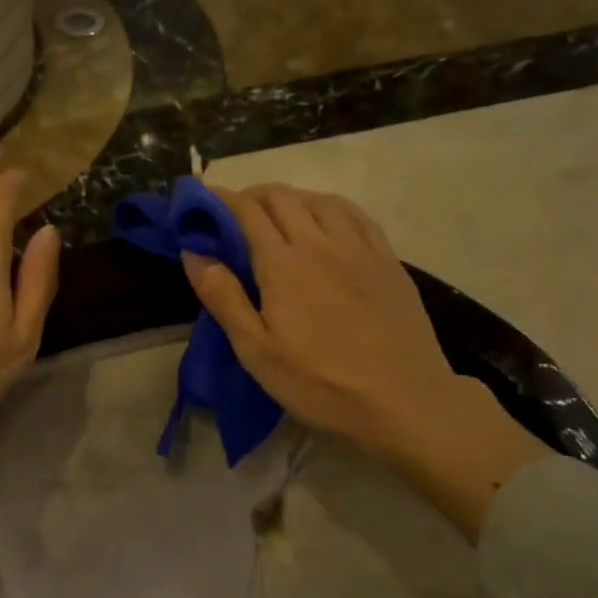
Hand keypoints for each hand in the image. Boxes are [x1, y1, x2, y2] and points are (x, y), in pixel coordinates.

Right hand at [183, 184, 545, 540]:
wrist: (404, 401)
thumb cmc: (319, 382)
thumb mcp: (256, 351)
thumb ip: (223, 297)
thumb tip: (194, 252)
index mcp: (283, 264)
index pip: (246, 211)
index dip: (220, 200)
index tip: (200, 204)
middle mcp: (320, 242)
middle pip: (282, 197)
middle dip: (251, 197)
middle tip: (233, 218)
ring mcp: (359, 248)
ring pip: (319, 199)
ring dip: (291, 199)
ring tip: (277, 218)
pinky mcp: (388, 260)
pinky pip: (354, 215)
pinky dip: (328, 207)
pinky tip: (325, 222)